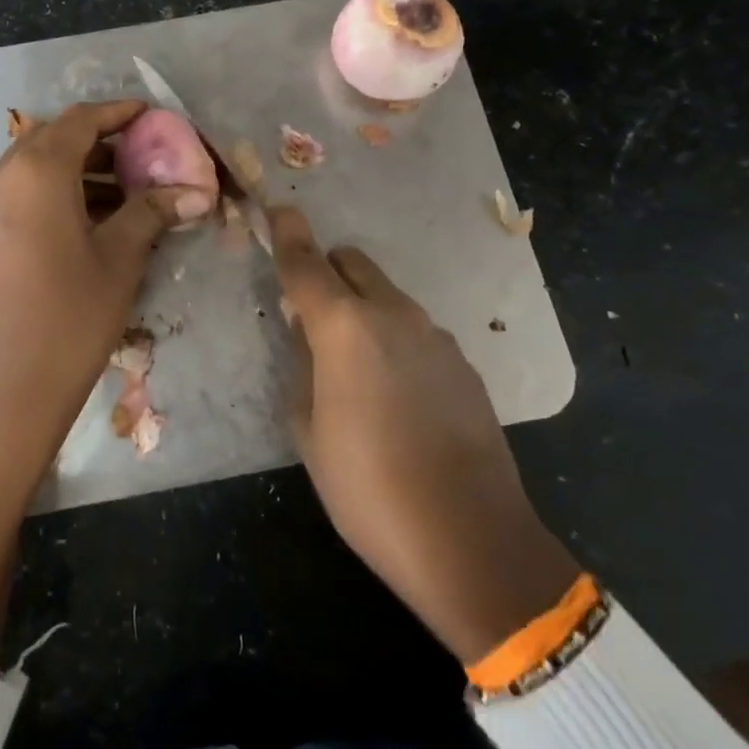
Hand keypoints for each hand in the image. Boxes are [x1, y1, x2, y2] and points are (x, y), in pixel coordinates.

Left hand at [0, 99, 197, 468]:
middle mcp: (3, 177)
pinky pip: (21, 193)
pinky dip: (56, 191)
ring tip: (125, 188)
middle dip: (99, 139)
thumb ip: (153, 212)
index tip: (151, 115)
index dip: (118, 113)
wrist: (8, 388)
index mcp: (37, 172)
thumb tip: (196, 191)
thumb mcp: (120, 258)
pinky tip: (90, 218)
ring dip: (78, 167)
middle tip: (141, 153)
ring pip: (35, 167)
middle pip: (54, 138)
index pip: (81, 121)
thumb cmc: (72, 316)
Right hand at [271, 206, 578, 665]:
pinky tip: (396, 393)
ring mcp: (437, 337)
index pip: (306, 264)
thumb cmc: (368, 486)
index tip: (278, 210)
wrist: (469, 538)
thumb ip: (301, 369)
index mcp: (344, 327)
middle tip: (310, 312)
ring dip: (363, 309)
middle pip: (353, 265)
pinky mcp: (464, 365)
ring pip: (388, 298)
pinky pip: (417, 332)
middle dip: (327, 272)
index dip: (288, 234)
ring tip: (354, 365)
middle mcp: (393, 315)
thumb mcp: (309, 431)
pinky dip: (396, 339)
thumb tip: (306, 335)